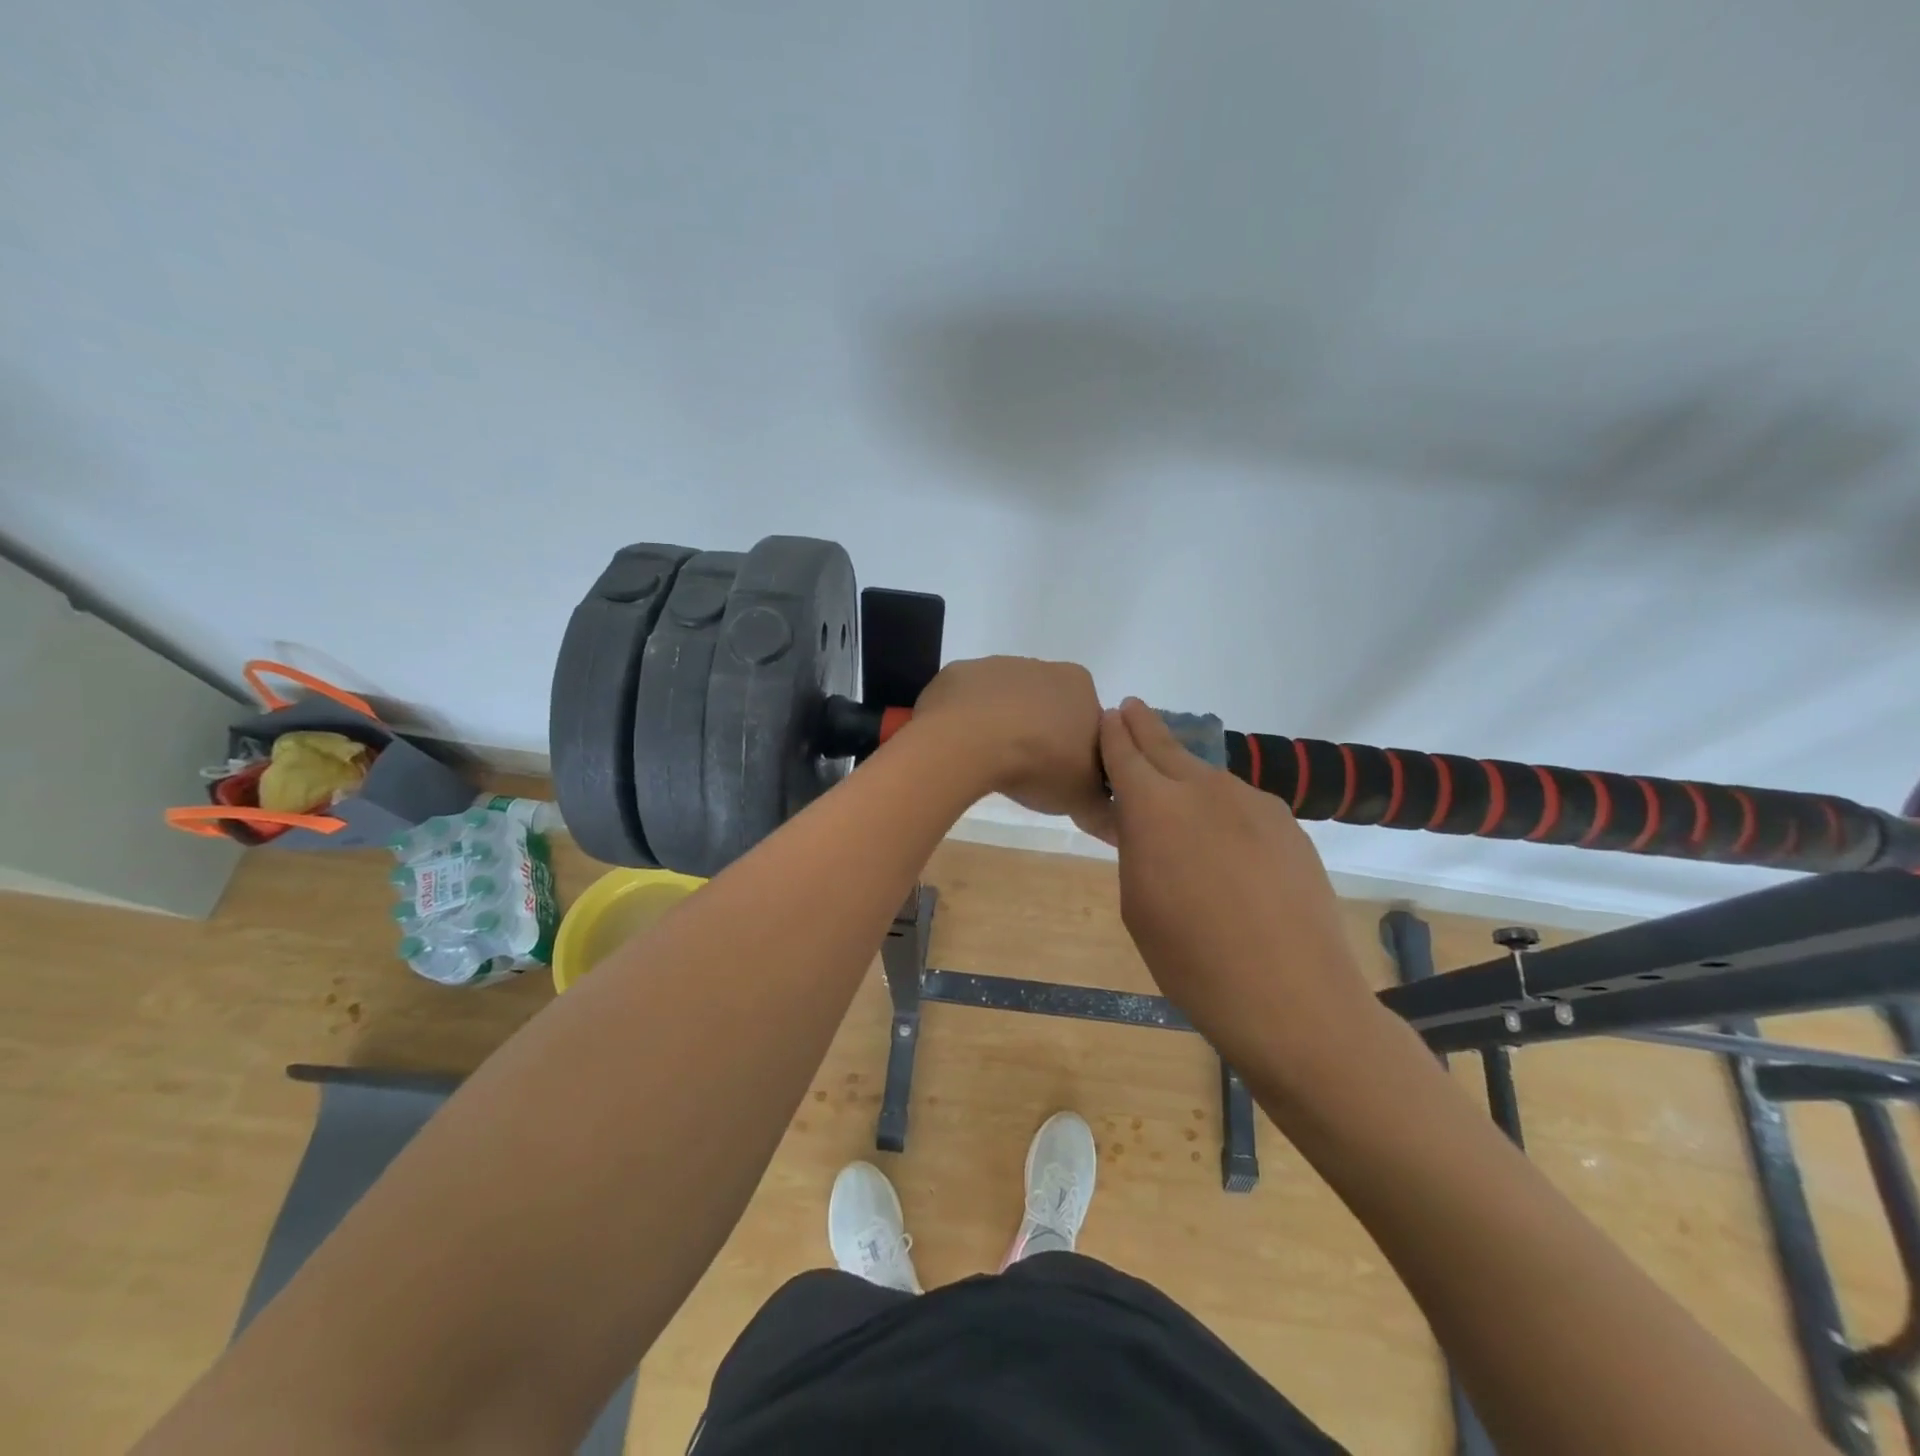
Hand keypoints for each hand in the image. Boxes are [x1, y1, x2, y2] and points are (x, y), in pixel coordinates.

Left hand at [910, 657, 1113, 838]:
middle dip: (1043, 736)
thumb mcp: (1081, 797)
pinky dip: (969, 720)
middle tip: (1029, 774)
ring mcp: (998, 666)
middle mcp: (1044, 667)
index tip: (1065, 778)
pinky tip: (963, 746)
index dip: (1081, 754)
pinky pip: (970, 701)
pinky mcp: (960, 673)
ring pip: (1008, 702)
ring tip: (992, 763)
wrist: (968, 739)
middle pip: (1050, 708)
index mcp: (1081, 686)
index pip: (1091, 723)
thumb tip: (1111, 823)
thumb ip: (1101, 808)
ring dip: (1004, 727)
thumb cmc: (1038, 762)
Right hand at [1099, 699, 1379, 1075]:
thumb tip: (1139, 821)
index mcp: (1154, 808)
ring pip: (1207, 775)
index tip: (1109, 716)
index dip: (1113, 734)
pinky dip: (1221, 804)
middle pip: (1167, 746)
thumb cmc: (1192, 961)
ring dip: (1184, 771)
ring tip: (1173, 782)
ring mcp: (1252, 803)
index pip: (1125, 754)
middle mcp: (1203, 790)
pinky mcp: (1286, 824)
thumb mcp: (1138, 904)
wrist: (1291, 996)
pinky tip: (1222, 833)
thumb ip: (1135, 848)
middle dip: (1145, 726)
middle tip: (1132, 708)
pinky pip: (1241, 803)